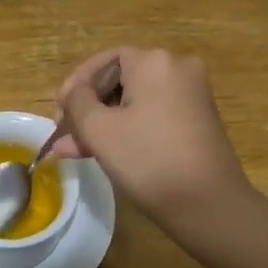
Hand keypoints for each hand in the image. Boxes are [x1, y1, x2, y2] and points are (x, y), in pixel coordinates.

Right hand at [50, 46, 252, 235]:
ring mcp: (191, 96)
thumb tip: (75, 94)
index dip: (76, 84)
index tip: (58, 112)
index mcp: (155, 62)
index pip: (104, 61)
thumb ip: (77, 103)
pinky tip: (100, 153)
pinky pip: (151, 116)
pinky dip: (126, 130)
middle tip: (63, 134)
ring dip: (102, 124)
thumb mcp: (99, 130)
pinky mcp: (197, 121)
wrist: (210, 206)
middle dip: (86, 109)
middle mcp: (177, 69)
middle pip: (118, 81)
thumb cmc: (149, 160)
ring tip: (72, 151)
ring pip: (133, 103)